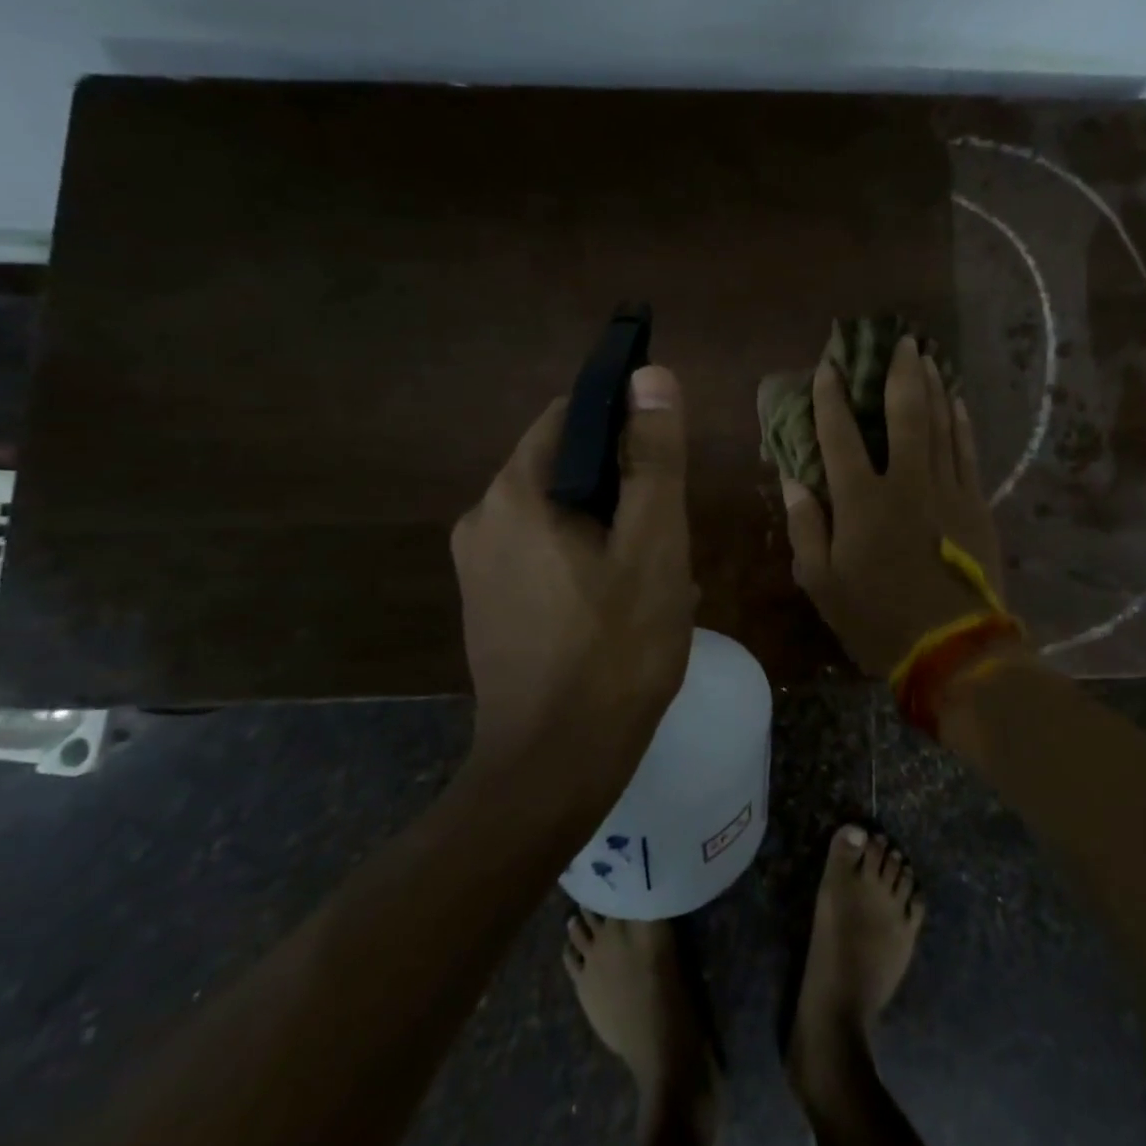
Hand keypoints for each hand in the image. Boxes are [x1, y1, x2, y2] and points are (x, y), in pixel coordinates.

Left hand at [451, 366, 696, 762]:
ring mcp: (478, 567)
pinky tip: (620, 603)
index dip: (624, 421)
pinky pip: (543, 552)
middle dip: (622, 487)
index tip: (667, 458)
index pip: (570, 416)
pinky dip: (584, 557)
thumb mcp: (653, 545)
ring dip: (609, 526)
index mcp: (515, 494)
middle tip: (667, 533)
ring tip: (652, 573)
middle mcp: (482, 519)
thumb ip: (653, 458)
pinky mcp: (487, 604)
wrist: (554, 771)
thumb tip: (649, 375)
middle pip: (565, 466)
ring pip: (559, 512)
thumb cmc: (615, 650)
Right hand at [782, 337, 1006, 679]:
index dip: (830, 398)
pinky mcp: (976, 505)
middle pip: (905, 414)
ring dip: (934, 387)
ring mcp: (948, 490)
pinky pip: (968, 452)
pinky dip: (962, 423)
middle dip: (900, 374)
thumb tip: (794, 479)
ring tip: (929, 358)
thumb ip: (806, 526)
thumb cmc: (877, 619)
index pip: (840, 435)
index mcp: (862, 501)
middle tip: (902, 340)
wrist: (953, 649)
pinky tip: (959, 403)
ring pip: (942, 424)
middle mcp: (907, 482)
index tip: (827, 368)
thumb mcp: (822, 582)